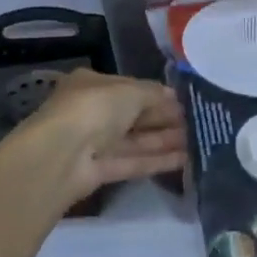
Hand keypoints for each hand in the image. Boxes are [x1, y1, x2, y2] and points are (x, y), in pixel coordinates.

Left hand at [17, 69, 187, 207]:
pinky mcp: (98, 172)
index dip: (156, 94)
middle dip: (163, 118)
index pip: (129, 87)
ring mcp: (94, 143)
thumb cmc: (94, 109)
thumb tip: (173, 97)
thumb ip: (153, 93)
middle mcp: (92, 112)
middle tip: (195, 122)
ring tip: (196, 140)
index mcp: (92, 84)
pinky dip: (156, 160)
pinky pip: (132, 162)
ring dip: (164, 140)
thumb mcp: (129, 91)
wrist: (60, 156)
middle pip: (133, 115)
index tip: (183, 101)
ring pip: (134, 140)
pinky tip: (184, 159)